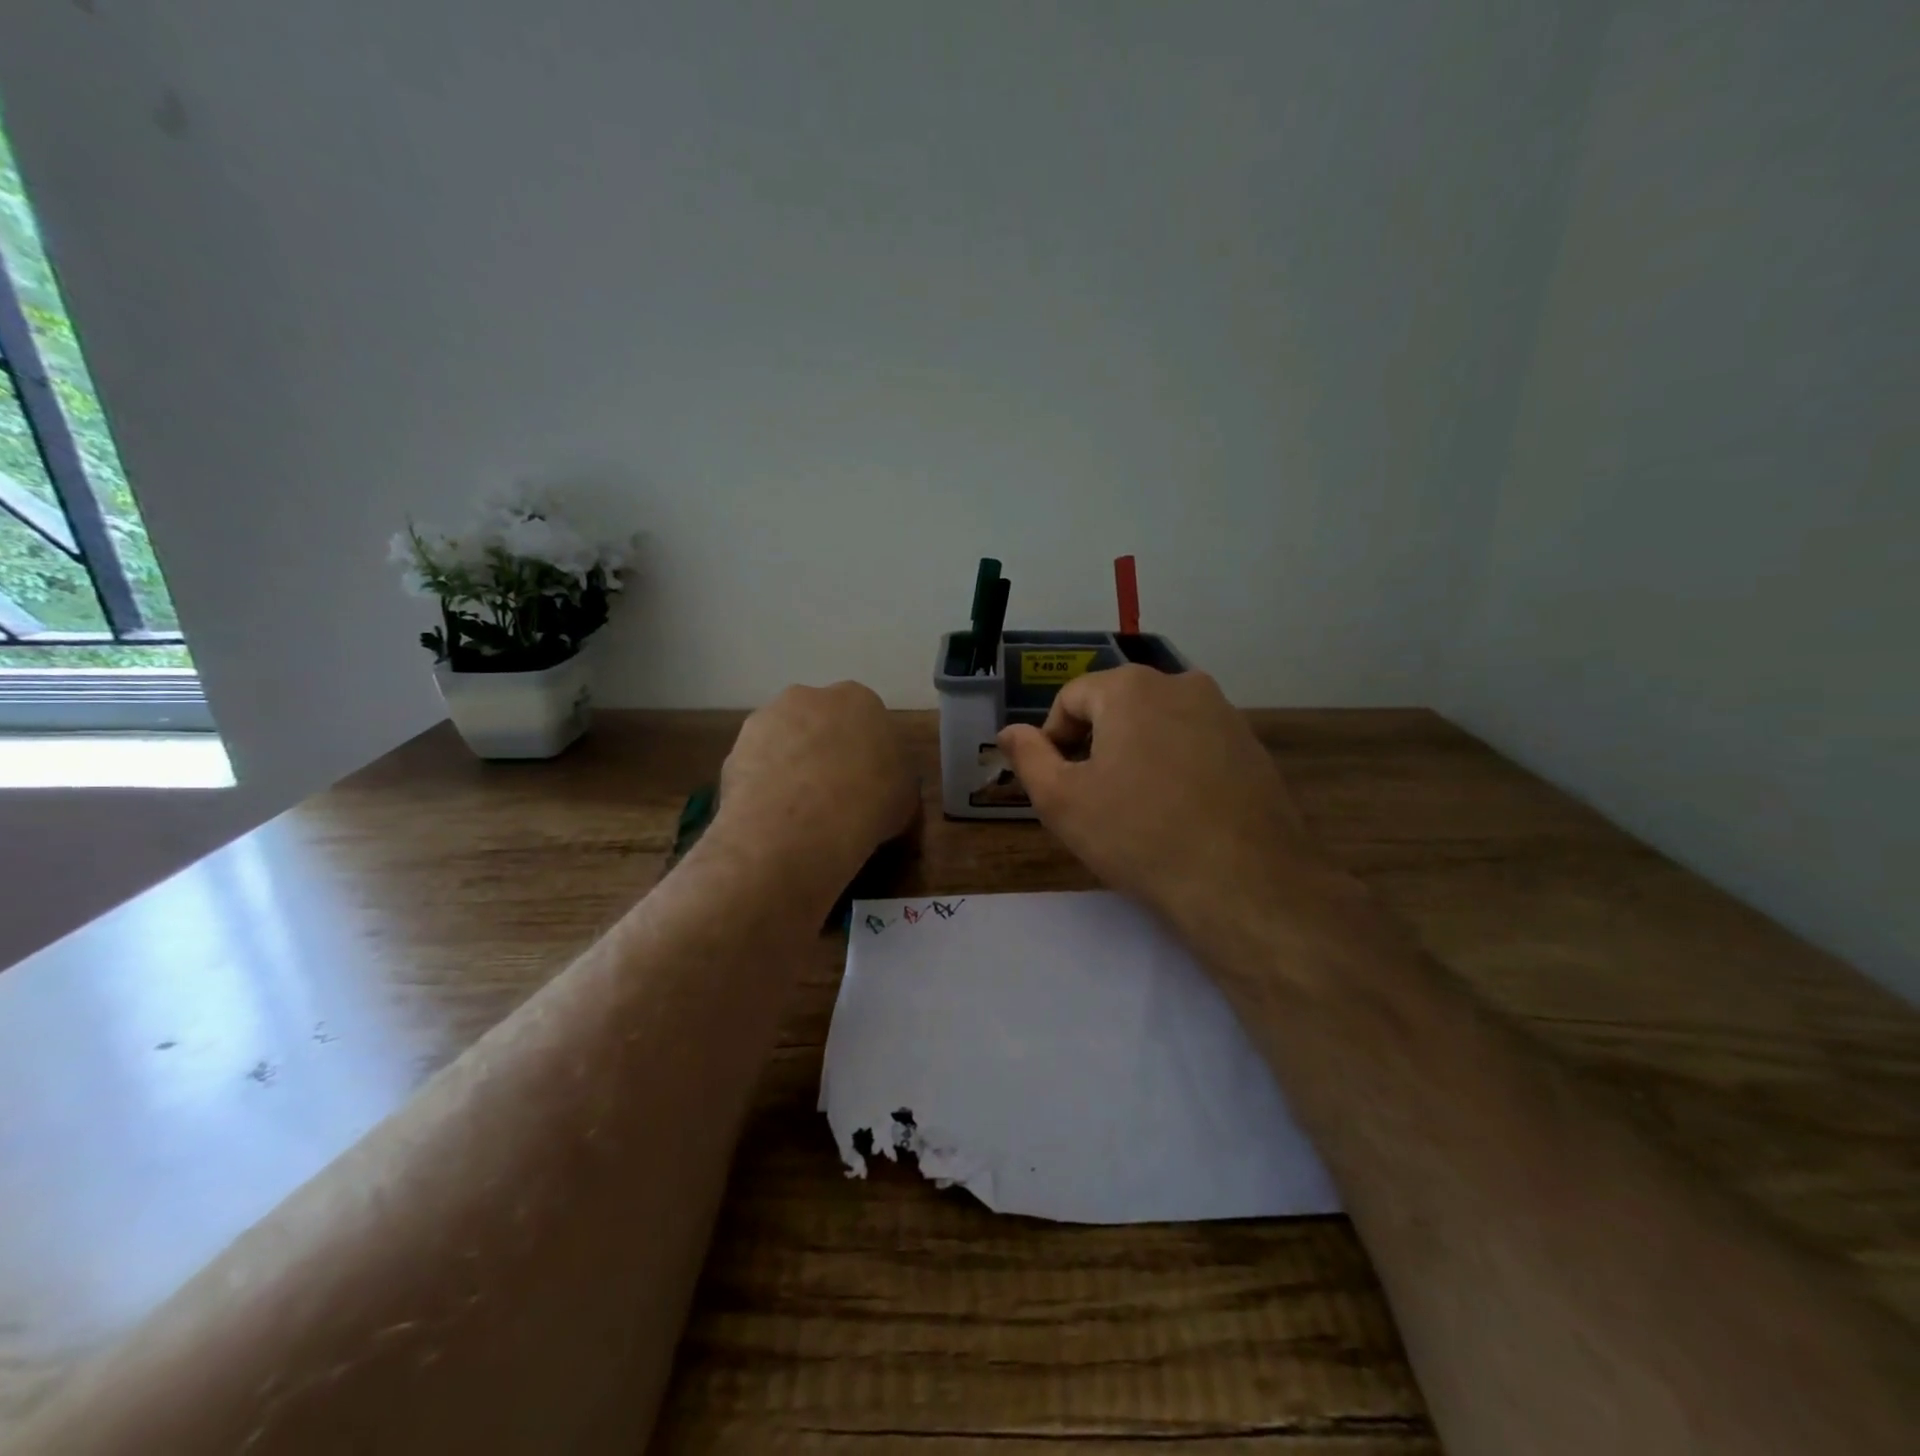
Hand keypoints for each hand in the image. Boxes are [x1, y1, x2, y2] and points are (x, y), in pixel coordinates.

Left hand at [713, 681, 917, 903]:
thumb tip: (884, 784)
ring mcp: (767, 719)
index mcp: (860, 700)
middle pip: (820, 721)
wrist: (799, 827)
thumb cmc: (868, 804)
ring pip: (784, 740)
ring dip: (790, 764)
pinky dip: (763, 785)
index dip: (865, 752)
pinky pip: (756, 765)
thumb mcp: (904, 796)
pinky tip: (772, 816)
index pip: (866, 720)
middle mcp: (810, 697)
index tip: (866, 782)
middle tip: (832, 792)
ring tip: (798, 810)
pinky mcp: (735, 748)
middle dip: (823, 749)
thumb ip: (894, 777)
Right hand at [998, 667, 1327, 929]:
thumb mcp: (1062, 801)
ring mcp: (1224, 713)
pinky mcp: (1252, 746)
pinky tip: (1176, 811)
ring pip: (1157, 725)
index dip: (1052, 739)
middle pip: (1116, 706)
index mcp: (1131, 687)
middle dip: (1095, 745)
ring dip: (1135, 755)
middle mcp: (1182, 683)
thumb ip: (1028, 757)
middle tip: (1091, 798)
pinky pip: (1194, 744)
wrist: (1243, 883)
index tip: (1056, 783)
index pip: (1071, 699)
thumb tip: (1009, 732)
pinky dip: (1174, 766)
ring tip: (1134, 807)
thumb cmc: (1138, 835)